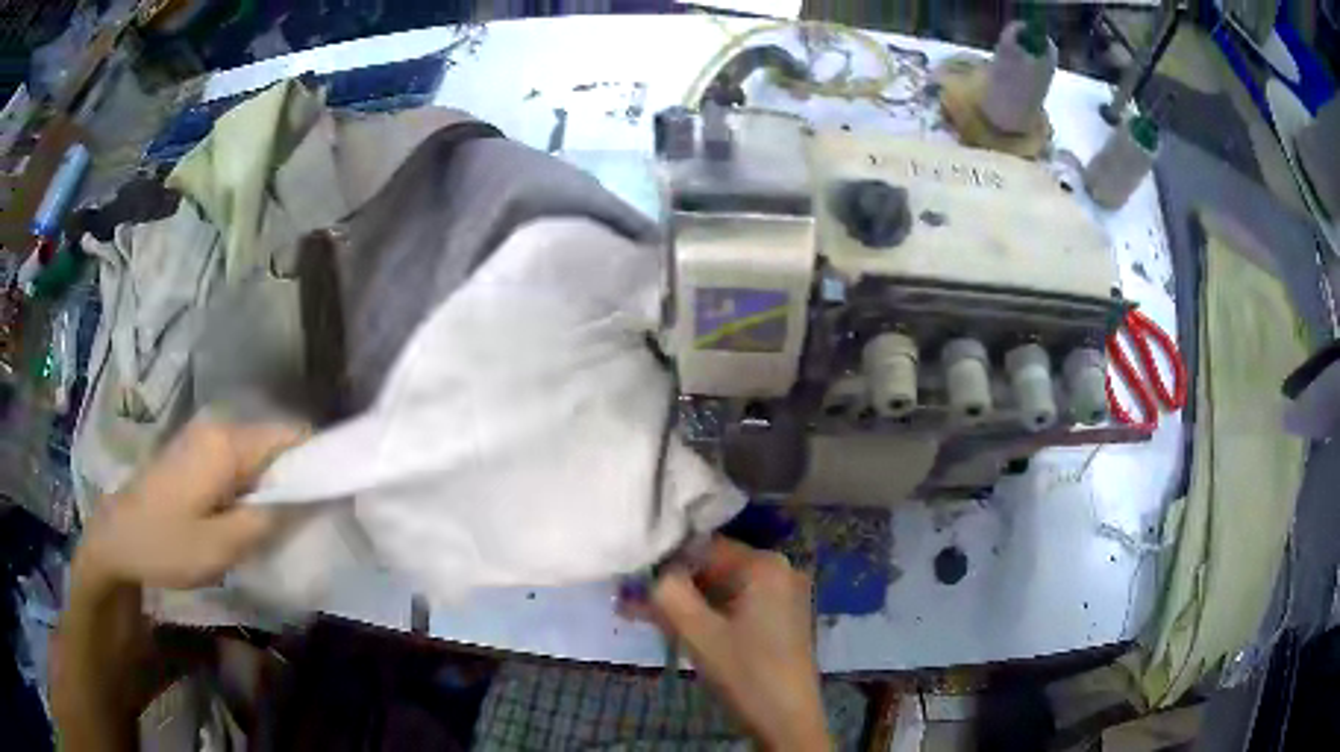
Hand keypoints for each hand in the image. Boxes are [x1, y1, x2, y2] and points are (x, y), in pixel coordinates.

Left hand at [76, 417, 306, 591]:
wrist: (117, 538)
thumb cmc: (167, 544)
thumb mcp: (223, 547)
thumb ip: (269, 521)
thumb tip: (308, 500)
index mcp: (228, 443)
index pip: (292, 436)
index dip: (318, 462)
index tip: (333, 499)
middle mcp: (218, 427)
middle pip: (275, 443)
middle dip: (293, 480)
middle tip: (301, 526)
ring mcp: (203, 437)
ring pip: (256, 454)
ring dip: (270, 487)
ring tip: (273, 528)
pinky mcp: (193, 451)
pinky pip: (236, 461)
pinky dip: (250, 487)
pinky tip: (243, 519)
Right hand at [648, 538, 828, 750]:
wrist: (787, 720)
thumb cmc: (745, 672)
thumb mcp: (698, 632)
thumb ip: (668, 593)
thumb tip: (651, 572)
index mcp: (765, 565)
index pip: (703, 547)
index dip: (666, 563)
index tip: (632, 582)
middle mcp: (780, 571)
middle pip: (713, 568)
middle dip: (673, 587)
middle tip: (631, 605)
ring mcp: (783, 597)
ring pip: (721, 590)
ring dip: (685, 603)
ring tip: (645, 618)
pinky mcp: (780, 620)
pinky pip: (736, 607)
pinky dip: (707, 615)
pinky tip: (677, 629)